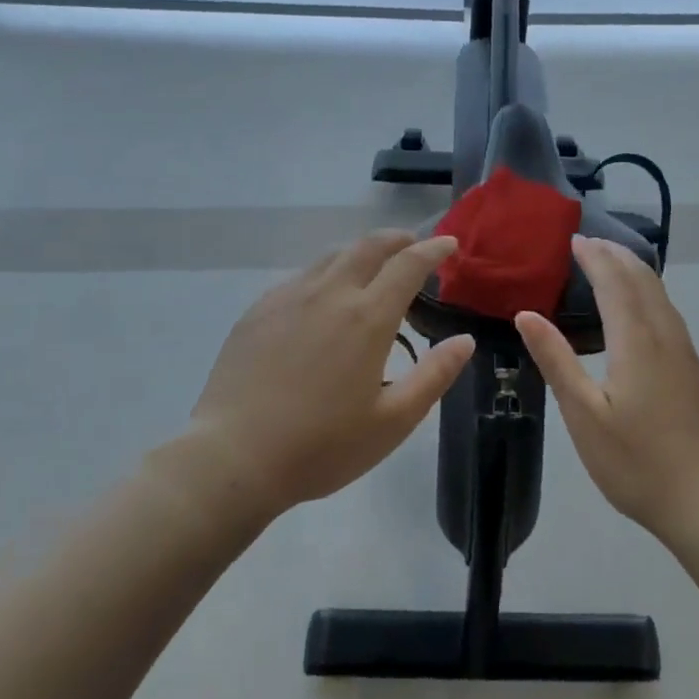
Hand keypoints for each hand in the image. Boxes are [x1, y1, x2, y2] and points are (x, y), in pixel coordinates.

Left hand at [181, 231, 474, 521]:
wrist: (233, 458)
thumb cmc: (321, 446)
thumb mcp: (392, 421)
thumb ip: (434, 376)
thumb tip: (465, 340)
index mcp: (368, 317)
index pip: (408, 265)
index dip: (433, 249)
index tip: (449, 244)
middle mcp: (330, 294)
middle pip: (369, 246)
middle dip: (397, 239)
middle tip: (413, 246)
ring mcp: (290, 297)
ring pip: (333, 256)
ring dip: (361, 253)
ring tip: (372, 267)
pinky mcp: (259, 310)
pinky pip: (302, 276)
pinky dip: (327, 273)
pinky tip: (323, 296)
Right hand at [517, 236, 698, 542]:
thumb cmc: (638, 462)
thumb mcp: (584, 415)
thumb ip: (557, 360)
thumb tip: (526, 314)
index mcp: (636, 340)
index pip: (614, 281)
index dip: (594, 257)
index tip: (574, 240)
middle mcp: (665, 335)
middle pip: (642, 279)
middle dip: (615, 255)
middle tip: (588, 243)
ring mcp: (685, 352)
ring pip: (660, 294)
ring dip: (634, 271)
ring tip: (610, 264)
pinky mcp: (694, 370)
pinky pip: (668, 311)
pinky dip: (647, 292)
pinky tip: (639, 309)